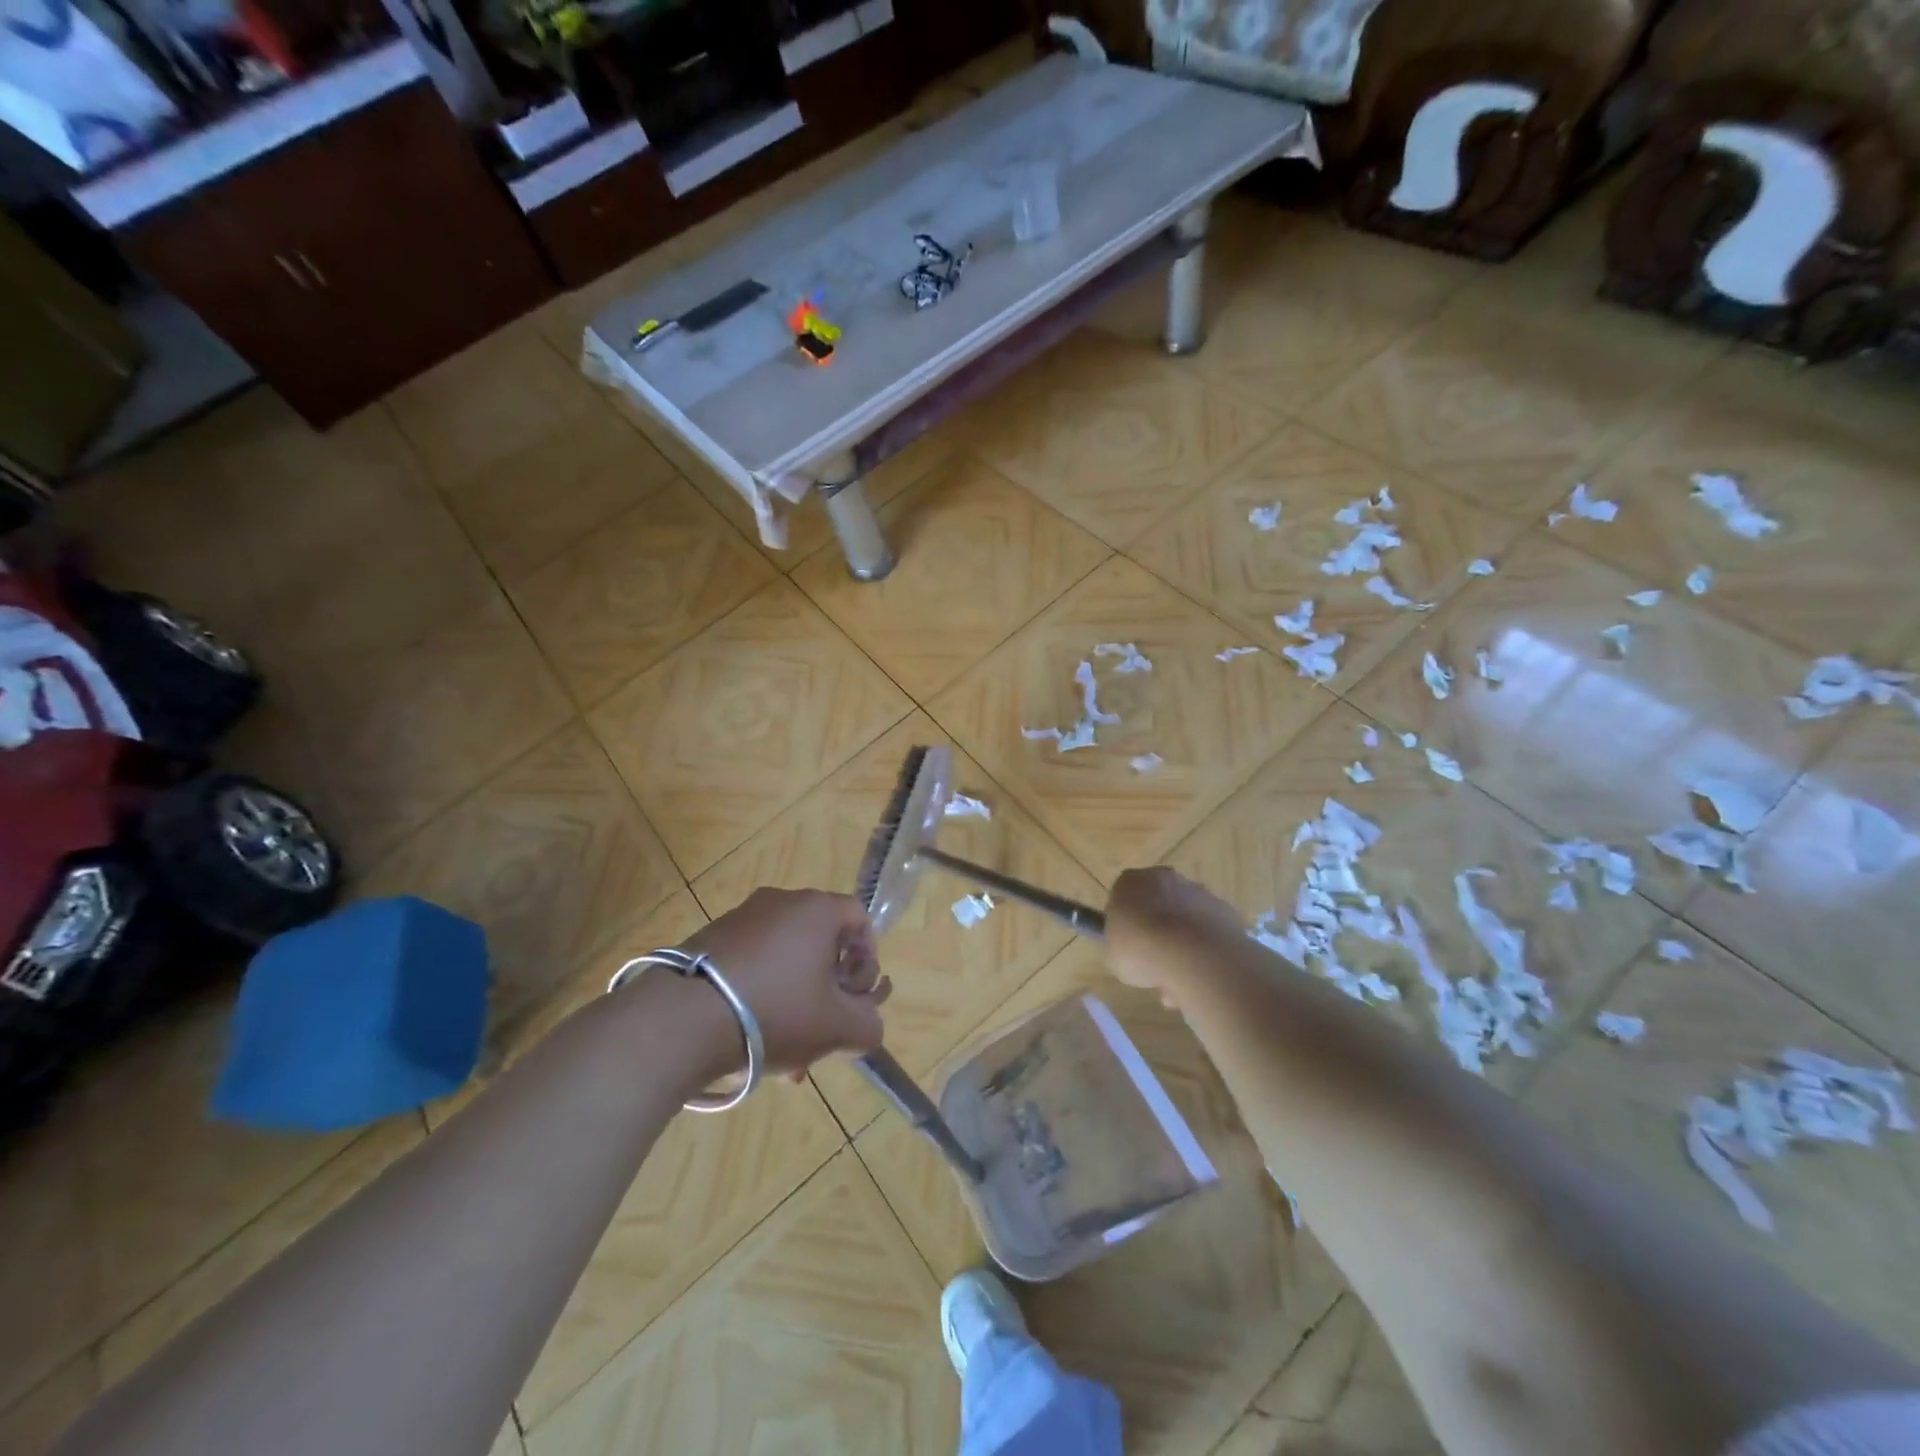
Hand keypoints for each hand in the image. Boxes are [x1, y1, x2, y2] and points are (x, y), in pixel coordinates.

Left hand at [679, 888, 889, 1077]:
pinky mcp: (708, 940)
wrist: (682, 1019)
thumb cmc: (776, 1011)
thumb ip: (868, 1025)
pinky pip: (750, 965)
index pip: (859, 918)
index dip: (868, 957)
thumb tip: (868, 1025)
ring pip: (784, 960)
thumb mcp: (837, 1028)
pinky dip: (760, 995)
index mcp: (817, 910)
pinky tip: (751, 1039)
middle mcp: (780, 902)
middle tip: (823, 1030)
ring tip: (786, 1052)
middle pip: (820, 942)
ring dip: (794, 999)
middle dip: (828, 989)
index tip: (857, 995)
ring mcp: (740, 919)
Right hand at [1105, 867, 1245, 996]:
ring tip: (1178, 977)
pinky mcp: (1225, 911)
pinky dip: (1203, 949)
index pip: (1123, 896)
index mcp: (1130, 882)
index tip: (1127, 944)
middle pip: (1157, 902)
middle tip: (1152, 959)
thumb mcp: (1112, 953)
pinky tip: (1199, 973)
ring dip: (1181, 941)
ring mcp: (1198, 892)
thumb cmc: (1140, 949)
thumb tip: (1132, 946)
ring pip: (1184, 917)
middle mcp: (1164, 878)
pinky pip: (1207, 931)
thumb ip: (1120, 943)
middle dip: (1155, 927)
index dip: (1125, 921)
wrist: (1194, 956)